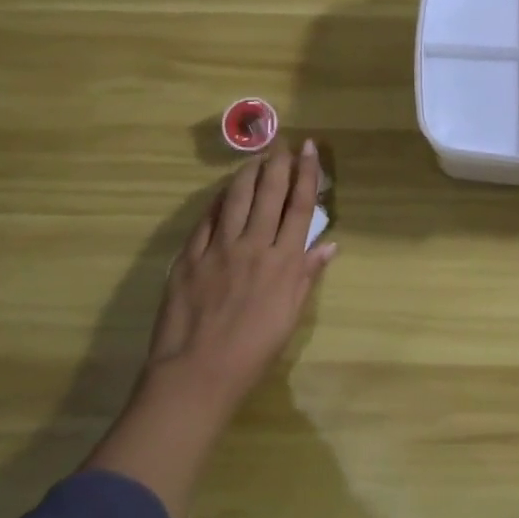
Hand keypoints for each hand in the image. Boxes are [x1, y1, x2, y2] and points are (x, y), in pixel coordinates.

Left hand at [142, 140, 336, 412]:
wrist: (197, 374)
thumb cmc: (253, 352)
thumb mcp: (290, 316)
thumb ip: (307, 275)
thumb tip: (329, 244)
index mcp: (283, 261)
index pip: (300, 206)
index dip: (307, 174)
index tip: (309, 149)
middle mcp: (254, 245)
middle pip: (269, 193)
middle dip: (278, 163)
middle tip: (282, 143)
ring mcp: (219, 248)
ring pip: (236, 198)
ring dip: (248, 173)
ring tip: (256, 157)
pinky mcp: (189, 256)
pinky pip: (206, 219)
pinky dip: (217, 200)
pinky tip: (223, 191)